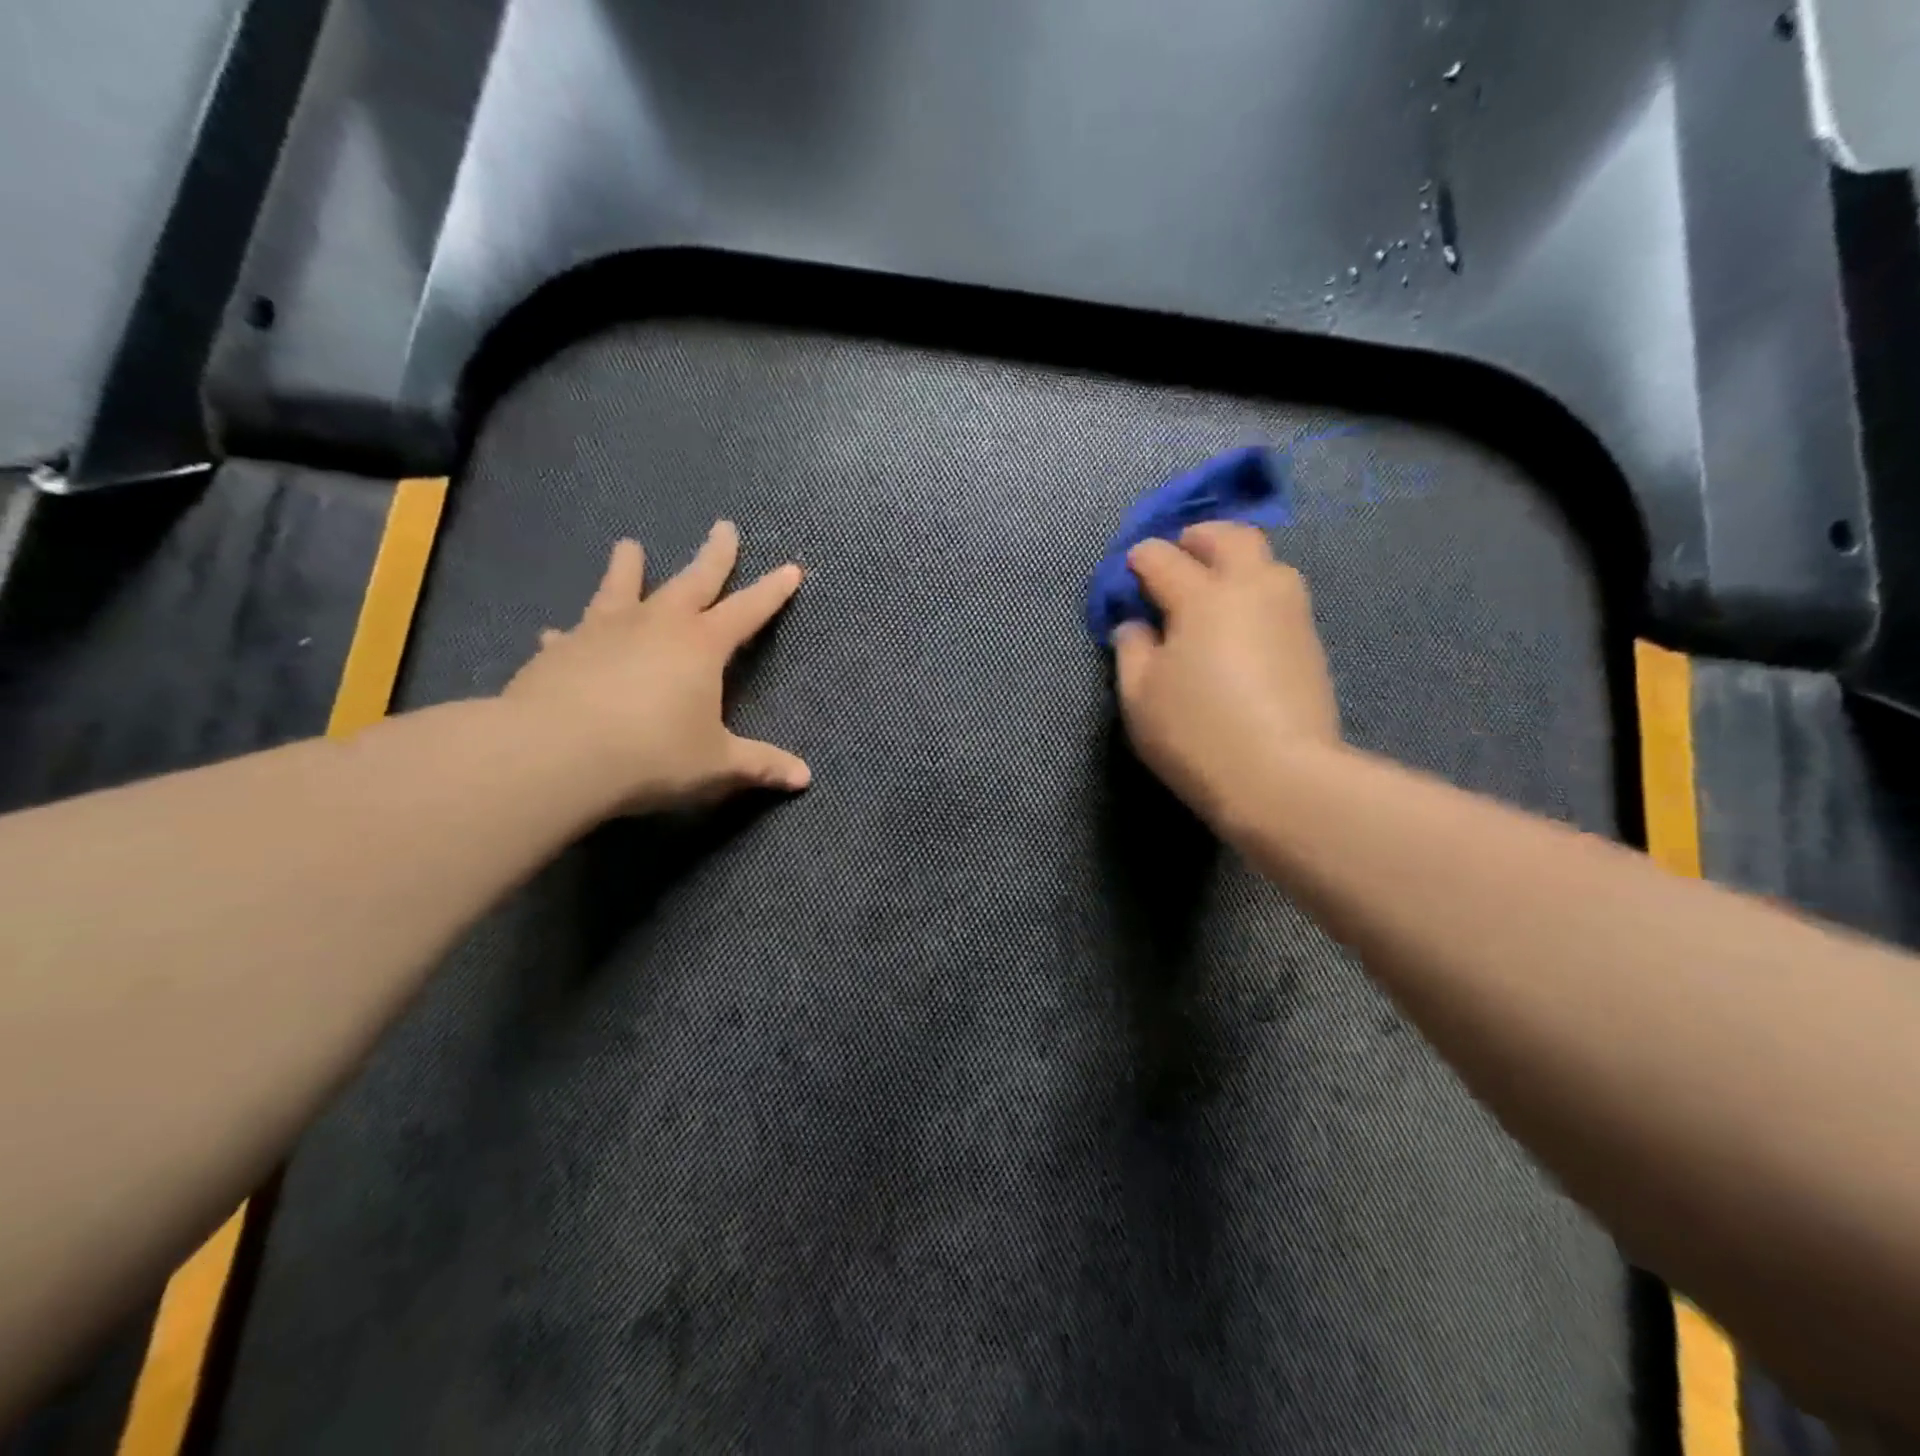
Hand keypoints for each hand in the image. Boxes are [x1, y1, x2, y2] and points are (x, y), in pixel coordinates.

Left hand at [503, 522, 809, 815]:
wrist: (556, 754)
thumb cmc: (652, 754)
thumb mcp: (716, 765)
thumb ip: (759, 765)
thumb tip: (805, 777)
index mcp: (701, 646)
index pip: (747, 610)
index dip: (772, 592)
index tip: (791, 568)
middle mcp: (657, 625)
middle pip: (692, 581)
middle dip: (713, 556)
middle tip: (723, 526)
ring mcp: (604, 631)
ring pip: (623, 589)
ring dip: (629, 567)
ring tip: (628, 545)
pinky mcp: (561, 650)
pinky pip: (571, 634)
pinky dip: (570, 632)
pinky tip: (555, 631)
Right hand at [1111, 522, 1340, 830]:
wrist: (1281, 777)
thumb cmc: (1195, 734)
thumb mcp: (1140, 697)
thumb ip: (1132, 650)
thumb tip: (1137, 625)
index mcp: (1202, 596)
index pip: (1163, 558)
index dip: (1140, 559)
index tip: (1130, 569)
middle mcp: (1251, 588)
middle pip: (1230, 537)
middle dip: (1199, 537)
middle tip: (1180, 553)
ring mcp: (1289, 611)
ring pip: (1266, 561)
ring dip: (1235, 561)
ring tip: (1212, 587)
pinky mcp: (1310, 640)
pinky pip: (1279, 593)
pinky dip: (1254, 591)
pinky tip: (1239, 621)